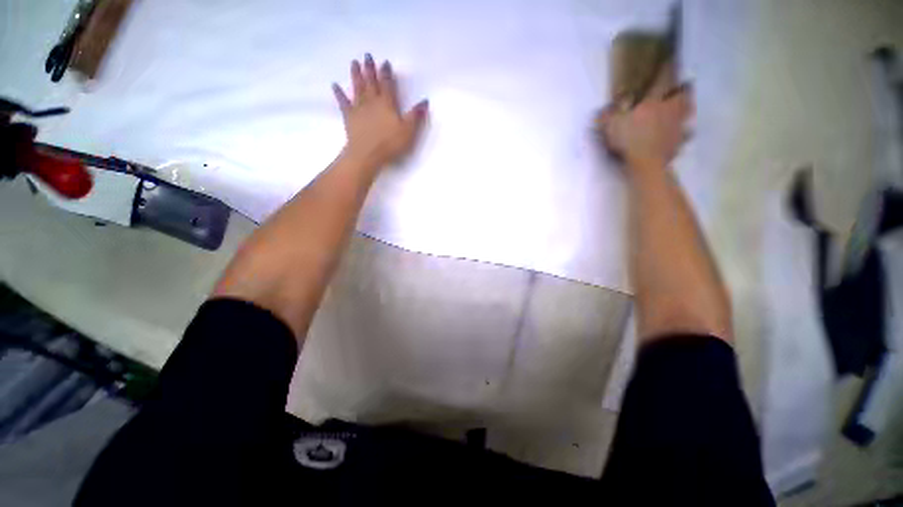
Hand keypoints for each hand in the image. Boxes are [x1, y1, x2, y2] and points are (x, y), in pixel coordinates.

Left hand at [332, 54, 428, 169]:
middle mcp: (372, 101)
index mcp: (387, 104)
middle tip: (367, 55)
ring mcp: (359, 108)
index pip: (387, 85)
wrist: (367, 154)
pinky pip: (343, 102)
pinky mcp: (349, 117)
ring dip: (356, 75)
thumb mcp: (408, 131)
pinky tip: (334, 85)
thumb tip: (424, 101)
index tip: (385, 62)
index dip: (386, 73)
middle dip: (370, 69)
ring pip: (357, 87)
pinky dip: (339, 94)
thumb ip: (415, 116)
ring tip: (354, 63)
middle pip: (371, 82)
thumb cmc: (390, 143)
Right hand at [597, 70, 693, 170]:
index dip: (667, 66)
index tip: (670, 58)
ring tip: (684, 110)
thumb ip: (607, 115)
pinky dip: (684, 134)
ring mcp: (677, 126)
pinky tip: (681, 136)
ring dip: (687, 109)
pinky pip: (685, 135)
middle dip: (684, 89)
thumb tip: (603, 108)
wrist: (646, 164)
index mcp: (655, 101)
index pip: (664, 78)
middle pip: (685, 93)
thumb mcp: (611, 126)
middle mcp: (671, 109)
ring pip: (688, 112)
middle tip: (682, 88)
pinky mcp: (679, 142)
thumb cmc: (629, 141)